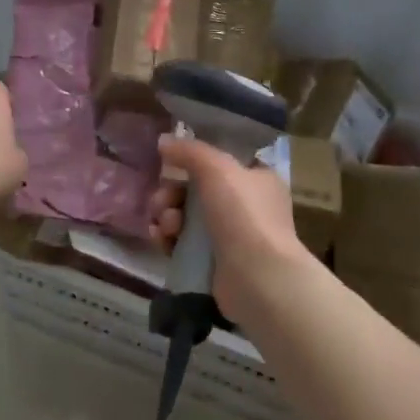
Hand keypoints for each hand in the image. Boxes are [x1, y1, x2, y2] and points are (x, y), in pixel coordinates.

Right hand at [148, 135, 314, 323]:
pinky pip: (183, 244)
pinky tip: (161, 240)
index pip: (219, 163)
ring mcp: (230, 237)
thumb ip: (189, 151)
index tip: (169, 164)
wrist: (258, 279)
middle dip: (171, 193)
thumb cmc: (244, 215)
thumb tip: (163, 141)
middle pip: (195, 190)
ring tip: (166, 226)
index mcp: (256, 179)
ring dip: (167, 216)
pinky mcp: (214, 264)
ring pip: (186, 217)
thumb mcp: (217, 168)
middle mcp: (245, 206)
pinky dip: (169, 240)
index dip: (192, 162)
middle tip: (162, 201)